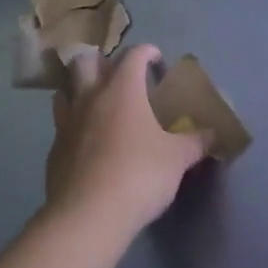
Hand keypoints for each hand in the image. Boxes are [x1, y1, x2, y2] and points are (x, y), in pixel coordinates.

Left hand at [44, 45, 213, 236]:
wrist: (88, 215)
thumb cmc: (139, 175)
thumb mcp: (177, 159)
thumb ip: (195, 142)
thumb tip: (213, 133)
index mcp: (122, 90)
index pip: (133, 55)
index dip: (147, 52)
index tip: (157, 60)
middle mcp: (90, 97)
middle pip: (86, 62)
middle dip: (103, 62)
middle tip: (119, 77)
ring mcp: (66, 122)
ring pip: (65, 90)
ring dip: (79, 89)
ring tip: (96, 103)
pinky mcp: (54, 149)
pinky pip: (61, 124)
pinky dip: (73, 124)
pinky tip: (86, 142)